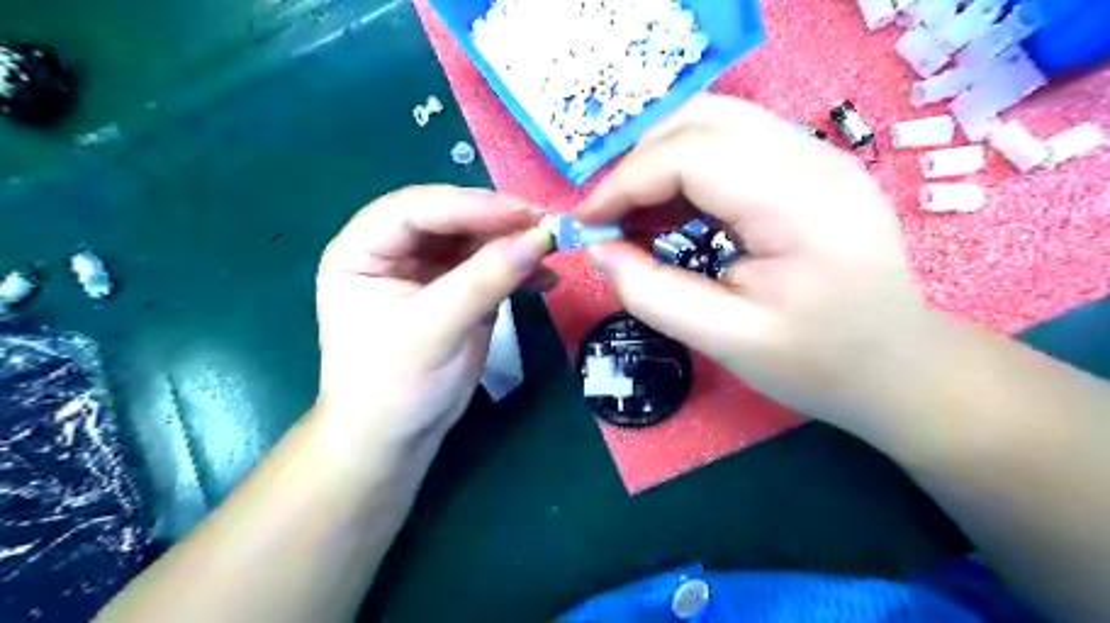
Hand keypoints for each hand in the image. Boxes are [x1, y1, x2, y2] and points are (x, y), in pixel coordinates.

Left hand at [315, 185, 548, 446]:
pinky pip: (492, 267)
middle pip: (450, 217)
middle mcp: (396, 250)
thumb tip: (540, 237)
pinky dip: (520, 271)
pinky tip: (547, 280)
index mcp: (364, 250)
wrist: (398, 436)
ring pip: (476, 239)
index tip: (522, 214)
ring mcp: (430, 269)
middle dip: (497, 221)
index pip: (415, 209)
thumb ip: (485, 280)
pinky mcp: (459, 289)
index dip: (469, 205)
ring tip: (553, 249)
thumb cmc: (395, 385)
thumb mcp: (434, 330)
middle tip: (545, 225)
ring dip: (514, 243)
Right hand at [578, 97, 937, 434]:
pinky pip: (734, 143)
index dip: (625, 183)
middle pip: (702, 120)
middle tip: (611, 219)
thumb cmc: (818, 364)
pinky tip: (675, 212)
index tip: (586, 224)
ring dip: (662, 162)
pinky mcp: (813, 166)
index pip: (691, 155)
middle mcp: (816, 159)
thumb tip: (598, 249)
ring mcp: (820, 155)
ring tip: (637, 217)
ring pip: (716, 121)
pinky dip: (689, 170)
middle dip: (639, 165)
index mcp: (801, 205)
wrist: (898, 367)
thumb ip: (652, 293)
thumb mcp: (725, 341)